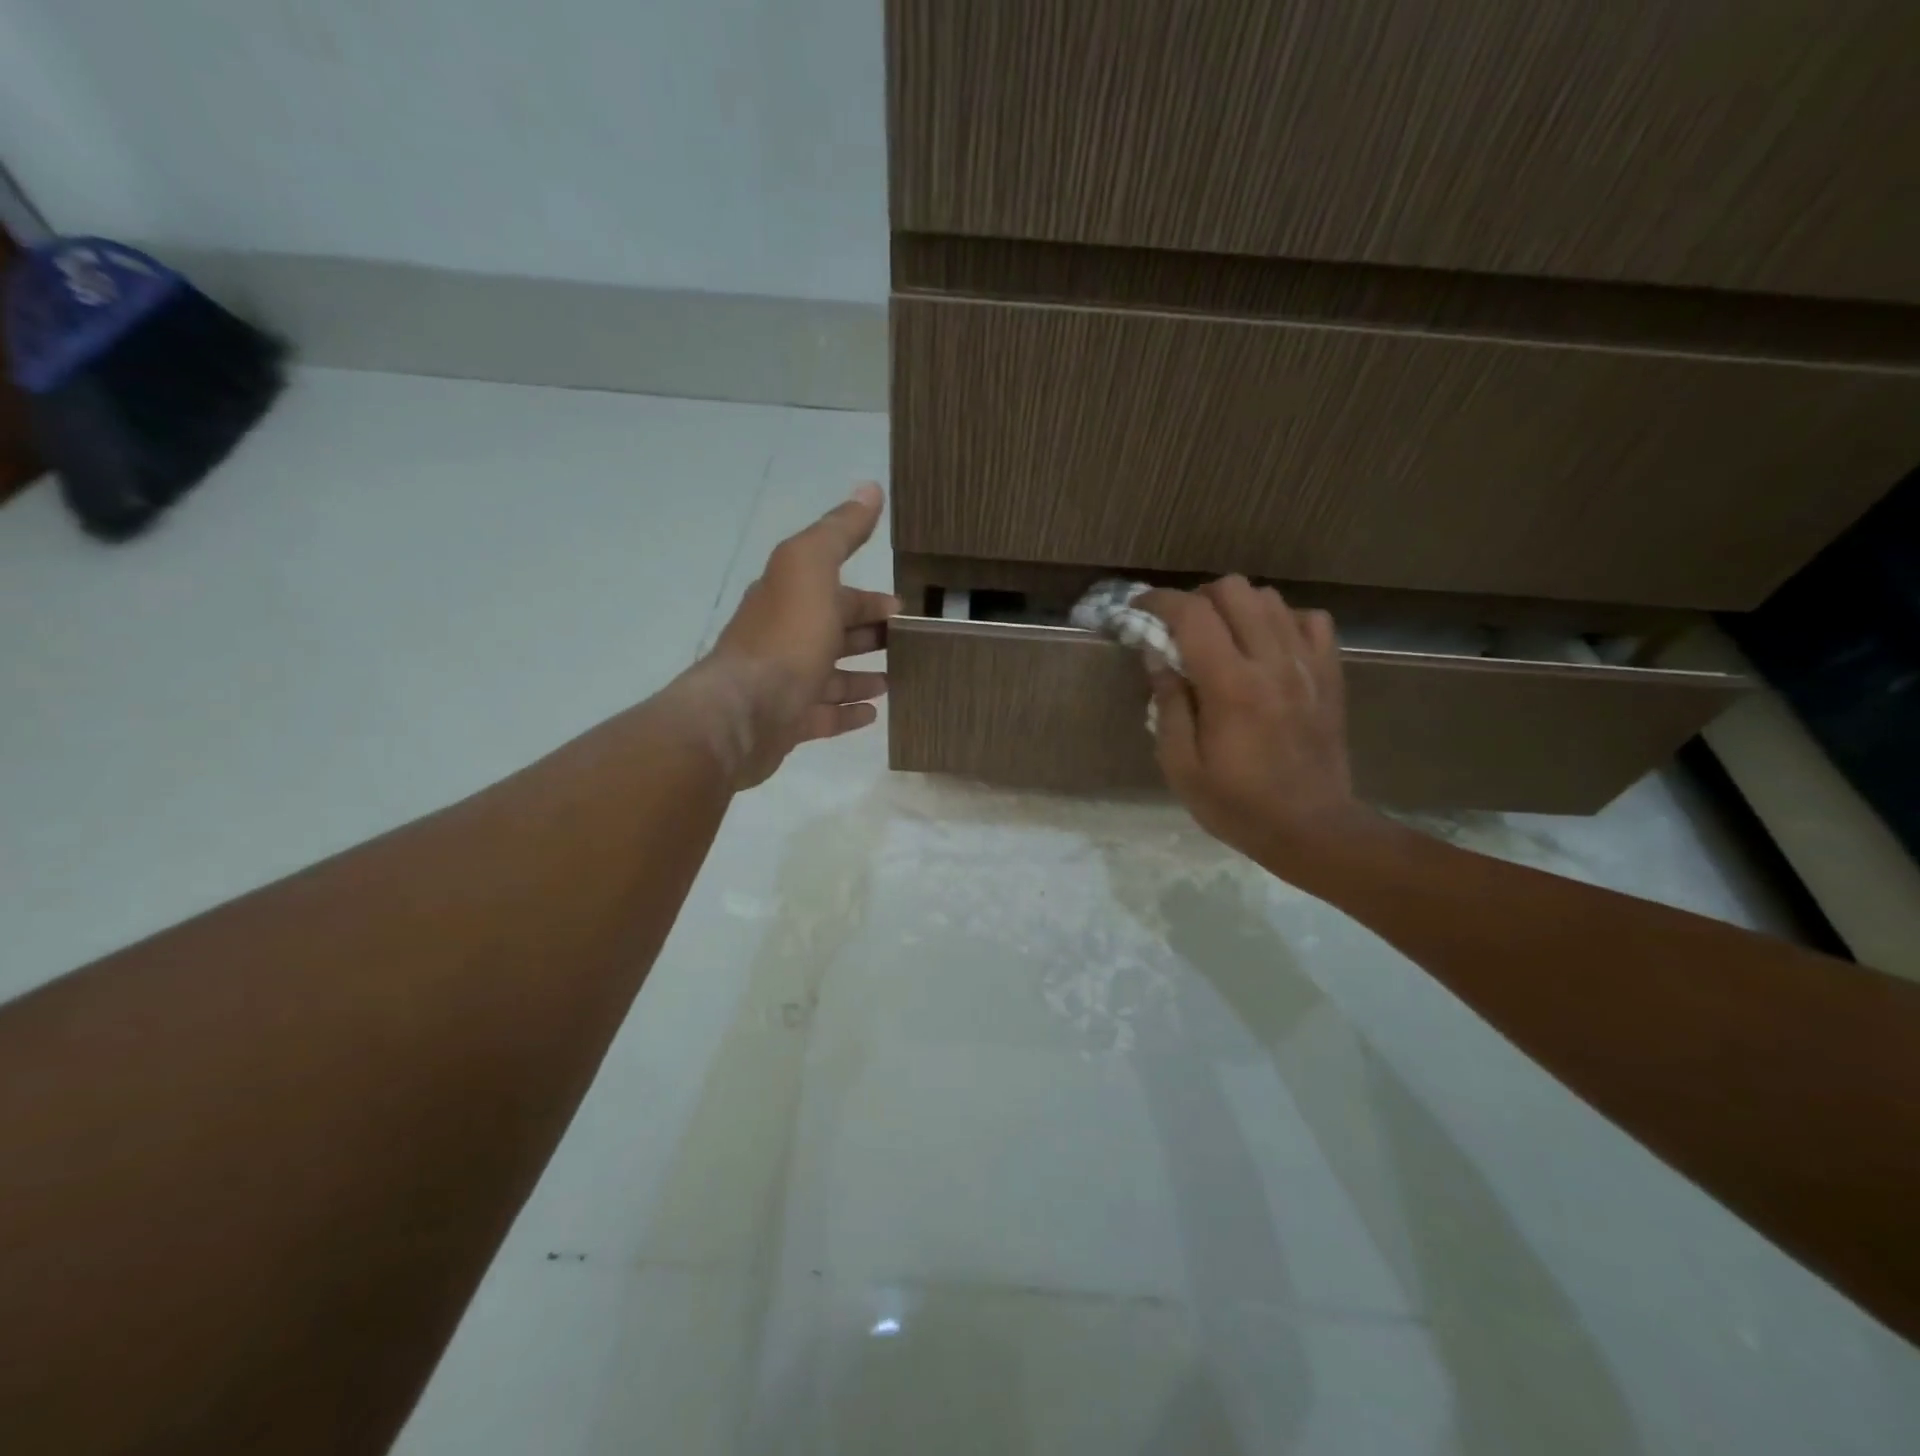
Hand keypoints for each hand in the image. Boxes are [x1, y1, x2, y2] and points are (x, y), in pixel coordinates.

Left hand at [681, 482, 897, 787]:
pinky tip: (874, 713)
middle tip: (908, 642)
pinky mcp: (788, 722)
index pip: (835, 592)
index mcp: (790, 598)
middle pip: (834, 632)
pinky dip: (848, 712)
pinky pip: (824, 716)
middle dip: (869, 632)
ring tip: (896, 678)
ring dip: (862, 674)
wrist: (746, 710)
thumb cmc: (786, 637)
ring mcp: (785, 683)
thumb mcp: (812, 568)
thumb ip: (840, 532)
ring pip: (831, 676)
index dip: (868, 597)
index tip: (903, 607)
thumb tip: (870, 488)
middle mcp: (785, 638)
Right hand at [1141, 577, 1370, 870]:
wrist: (1312, 828)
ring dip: (1237, 608)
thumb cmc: (1237, 804)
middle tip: (1180, 629)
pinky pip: (1310, 620)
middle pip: (1234, 590)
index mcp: (1230, 686)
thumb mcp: (1181, 766)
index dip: (1158, 601)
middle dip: (1198, 599)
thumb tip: (1157, 655)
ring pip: (1270, 598)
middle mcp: (1272, 662)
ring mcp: (1307, 664)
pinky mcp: (1330, 673)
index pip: (1192, 614)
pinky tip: (1266, 647)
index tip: (1138, 609)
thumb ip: (1168, 705)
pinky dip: (1281, 621)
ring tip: (1221, 637)